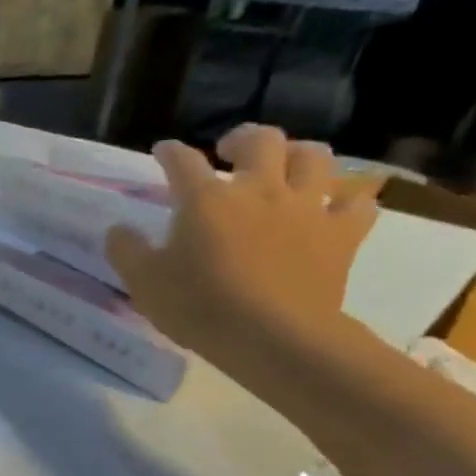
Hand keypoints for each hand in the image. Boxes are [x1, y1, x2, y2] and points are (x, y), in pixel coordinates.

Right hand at [106, 125, 378, 373]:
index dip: (170, 152)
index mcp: (206, 200)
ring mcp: (307, 208)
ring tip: (286, 168)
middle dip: (242, 138)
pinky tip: (334, 208)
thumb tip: (118, 229)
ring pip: (315, 157)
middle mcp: (259, 190)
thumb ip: (126, 250)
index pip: (183, 161)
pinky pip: (357, 203)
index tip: (163, 151)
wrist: (272, 337)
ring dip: (299, 155)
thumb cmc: (199, 306)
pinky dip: (347, 200)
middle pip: (261, 140)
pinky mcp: (342, 234)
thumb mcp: (143, 282)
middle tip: (229, 152)